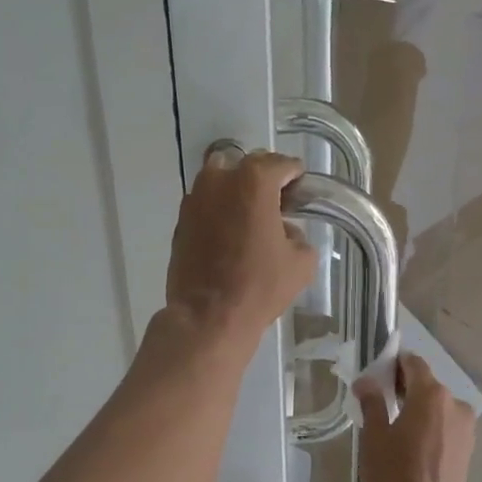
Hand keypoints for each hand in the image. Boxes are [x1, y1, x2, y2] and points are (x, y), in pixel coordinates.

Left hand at [164, 146, 317, 347]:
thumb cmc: (259, 286)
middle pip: (248, 166)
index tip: (301, 193)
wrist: (208, 316)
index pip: (282, 165)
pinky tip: (229, 235)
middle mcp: (220, 179)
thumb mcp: (301, 262)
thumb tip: (285, 231)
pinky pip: (205, 204)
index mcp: (254, 181)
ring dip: (237, 192)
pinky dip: (218, 211)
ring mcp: (195, 198)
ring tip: (250, 218)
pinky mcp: (180, 220)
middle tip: (277, 205)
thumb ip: (299, 236)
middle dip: (265, 181)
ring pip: (221, 181)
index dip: (296, 177)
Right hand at [354, 355, 475, 481]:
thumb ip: (372, 402)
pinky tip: (413, 446)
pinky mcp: (468, 448)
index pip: (413, 363)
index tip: (377, 376)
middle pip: (427, 384)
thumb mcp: (374, 436)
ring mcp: (466, 427)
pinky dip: (431, 426)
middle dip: (405, 387)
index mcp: (431, 394)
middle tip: (380, 402)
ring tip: (395, 428)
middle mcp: (455, 404)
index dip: (394, 364)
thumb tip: (366, 382)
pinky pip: (446, 425)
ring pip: (438, 406)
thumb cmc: (394, 475)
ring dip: (419, 408)